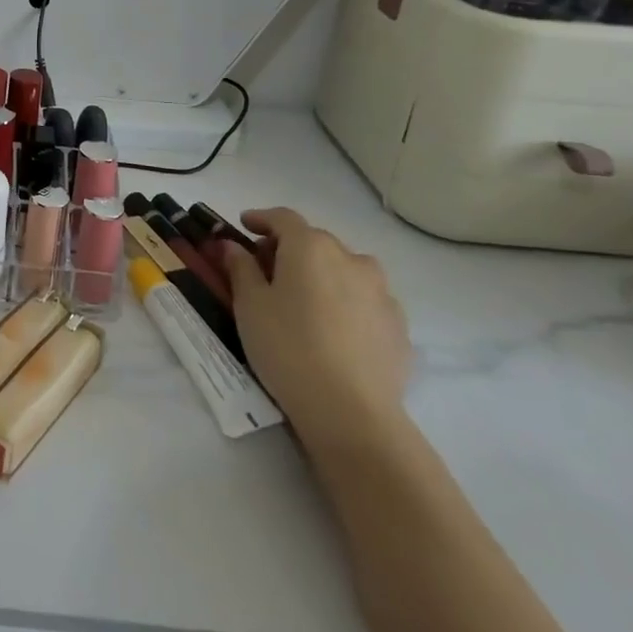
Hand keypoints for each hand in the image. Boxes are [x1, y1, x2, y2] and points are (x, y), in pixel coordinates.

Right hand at [225, 208, 410, 446]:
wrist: (351, 413)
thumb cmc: (288, 347)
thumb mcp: (249, 305)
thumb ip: (240, 267)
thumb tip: (233, 245)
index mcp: (310, 247)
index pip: (283, 218)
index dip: (261, 218)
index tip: (244, 225)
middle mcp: (350, 259)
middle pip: (315, 242)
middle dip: (290, 248)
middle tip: (267, 269)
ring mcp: (381, 293)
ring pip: (346, 269)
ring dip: (323, 273)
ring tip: (306, 300)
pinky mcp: (399, 326)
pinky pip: (365, 301)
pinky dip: (347, 302)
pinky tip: (334, 330)